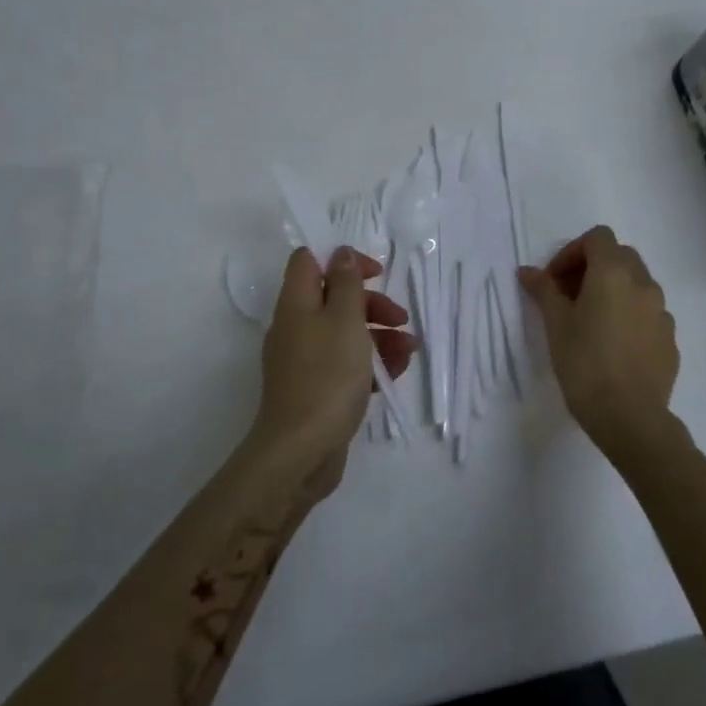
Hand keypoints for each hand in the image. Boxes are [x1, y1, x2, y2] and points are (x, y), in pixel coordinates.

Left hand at [256, 247, 418, 486]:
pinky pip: (345, 364)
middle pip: (333, 298)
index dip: (342, 260)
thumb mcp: (344, 320)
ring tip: (409, 350)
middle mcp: (296, 327)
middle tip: (400, 318)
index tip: (375, 273)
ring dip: (379, 335)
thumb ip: (345, 284)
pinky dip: (369, 363)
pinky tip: (396, 372)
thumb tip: (340, 254)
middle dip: (371, 304)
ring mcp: (304, 360)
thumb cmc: (326, 376)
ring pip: (344, 333)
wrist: (301, 451)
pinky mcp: (315, 389)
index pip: (310, 261)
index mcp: (296, 304)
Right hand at [518, 226, 678, 449]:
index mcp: (614, 273)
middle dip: (592, 267)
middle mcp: (644, 284)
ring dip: (613, 290)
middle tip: (568, 296)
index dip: (572, 251)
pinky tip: (612, 345)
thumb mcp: (556, 325)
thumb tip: (528, 271)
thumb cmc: (585, 364)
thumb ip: (543, 290)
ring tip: (590, 321)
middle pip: (619, 256)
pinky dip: (629, 315)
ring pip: (637, 284)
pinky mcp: (670, 339)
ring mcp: (662, 312)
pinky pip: (647, 313)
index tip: (554, 280)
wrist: (629, 417)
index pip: (597, 237)